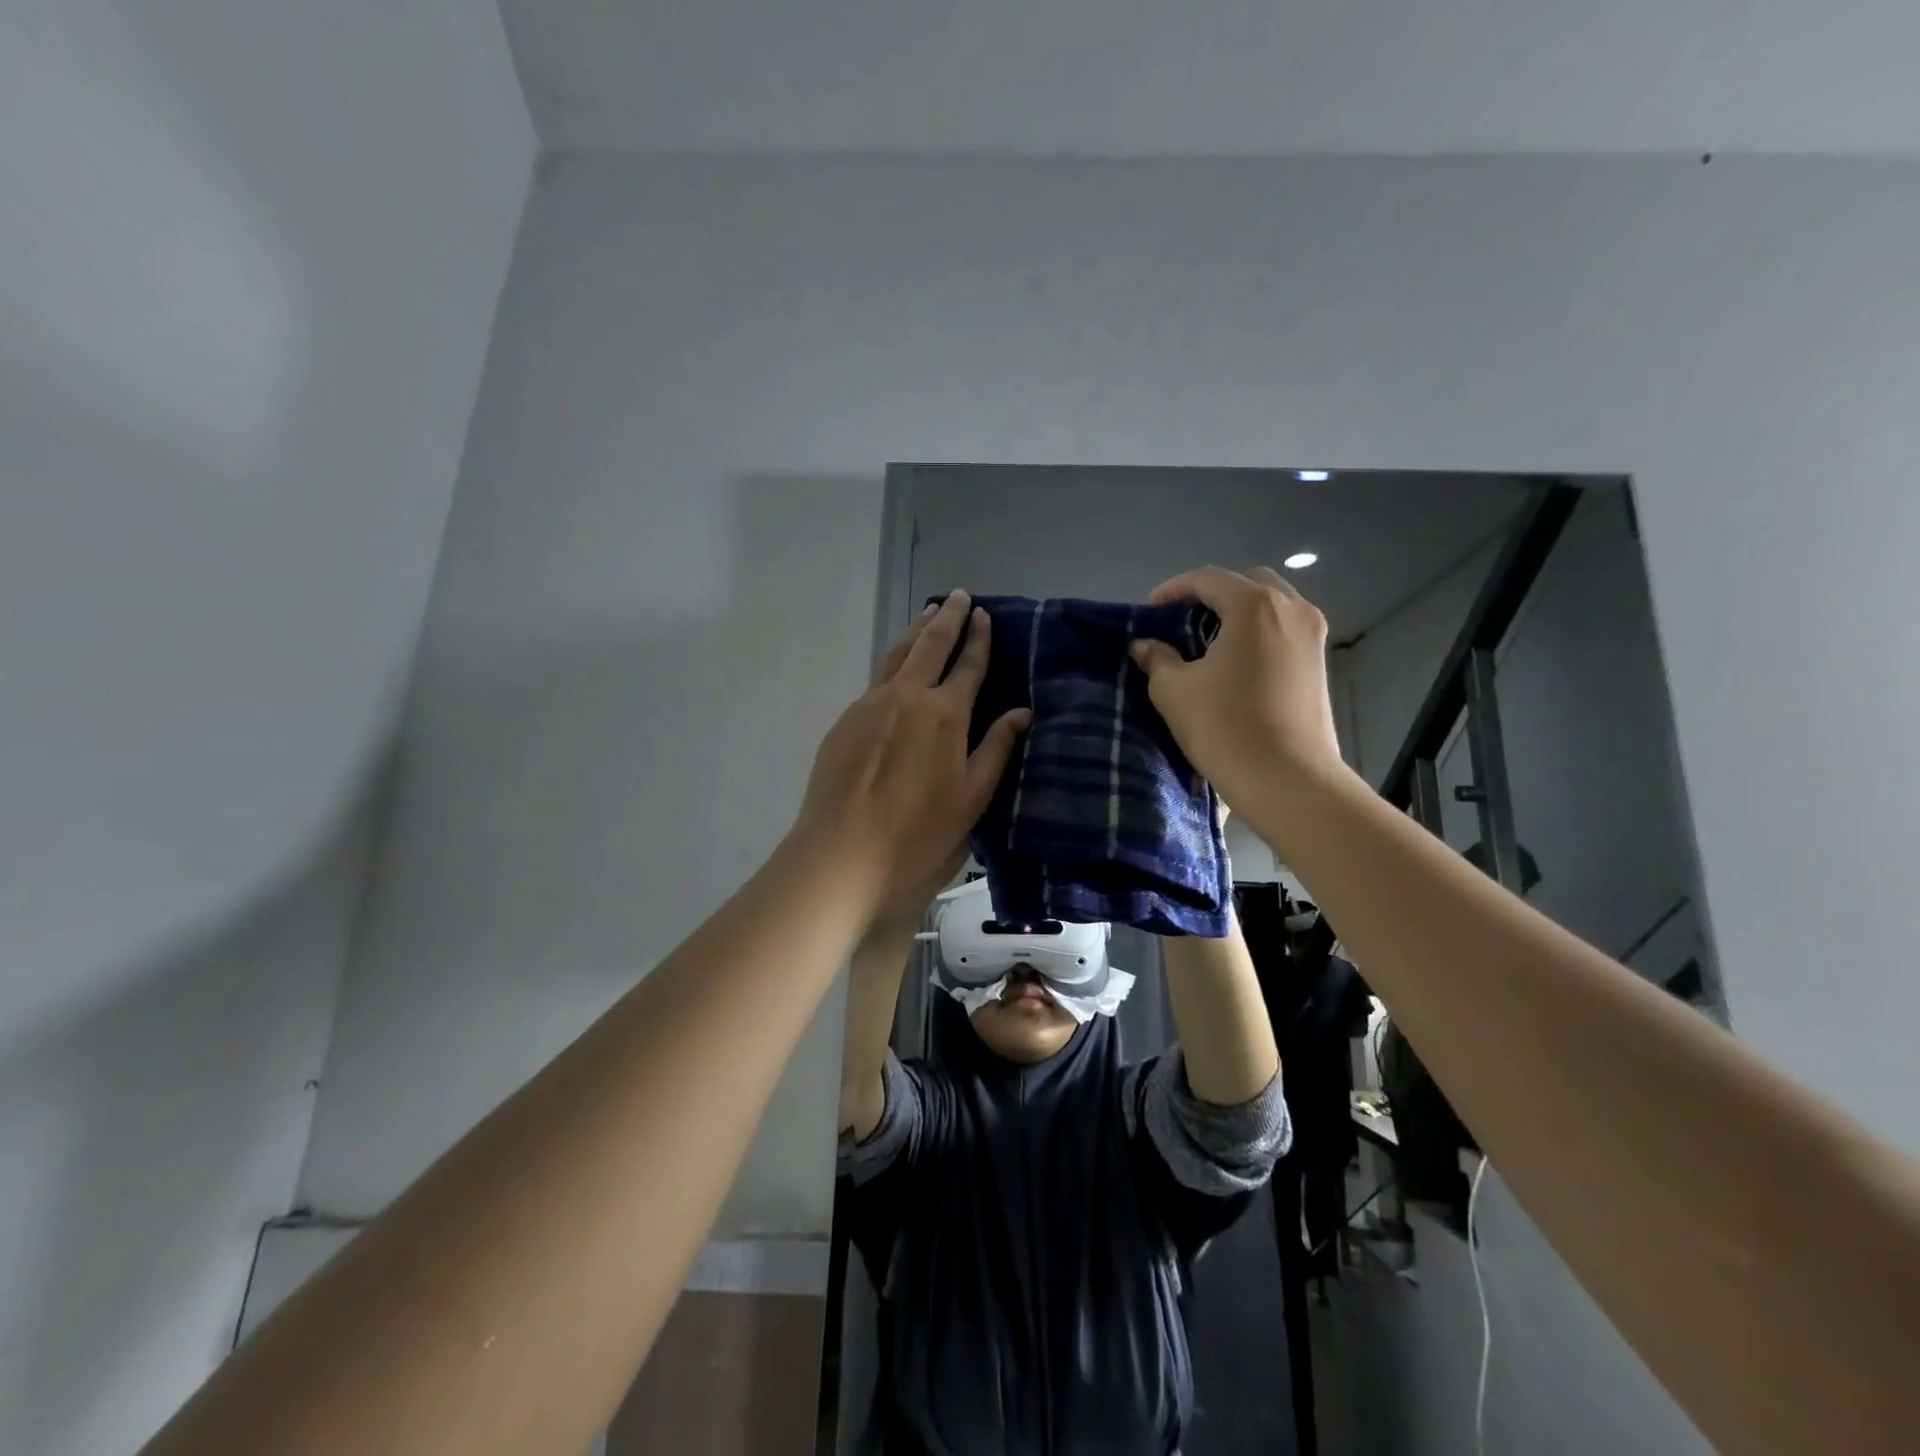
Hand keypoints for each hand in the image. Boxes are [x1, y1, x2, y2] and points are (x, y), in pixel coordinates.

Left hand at [794, 590, 1029, 923]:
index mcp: (944, 714)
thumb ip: (997, 748)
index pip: (968, 665)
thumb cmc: (918, 832)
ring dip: (915, 631)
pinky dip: (893, 661)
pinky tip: (897, 667)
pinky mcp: (845, 720)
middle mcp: (907, 697)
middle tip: (958, 596)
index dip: (978, 638)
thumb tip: (1023, 711)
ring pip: (896, 655)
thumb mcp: (972, 796)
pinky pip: (877, 679)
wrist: (842, 852)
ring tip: (928, 613)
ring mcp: (870, 705)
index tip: (984, 614)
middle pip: (929, 646)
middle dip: (947, 618)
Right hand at [1128, 566, 1345, 807]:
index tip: (1149, 611)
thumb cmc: (1225, 727)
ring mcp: (1312, 636)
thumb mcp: (1174, 691)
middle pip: (1247, 583)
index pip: (1209, 579)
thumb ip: (1157, 659)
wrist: (1287, 780)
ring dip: (1237, 613)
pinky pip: (1283, 630)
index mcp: (1255, 606)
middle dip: (1211, 594)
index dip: (1174, 590)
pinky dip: (1257, 632)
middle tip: (1182, 620)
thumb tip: (1144, 645)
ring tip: (1206, 640)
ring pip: (1271, 605)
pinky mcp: (1319, 664)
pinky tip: (1235, 662)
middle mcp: (1292, 609)